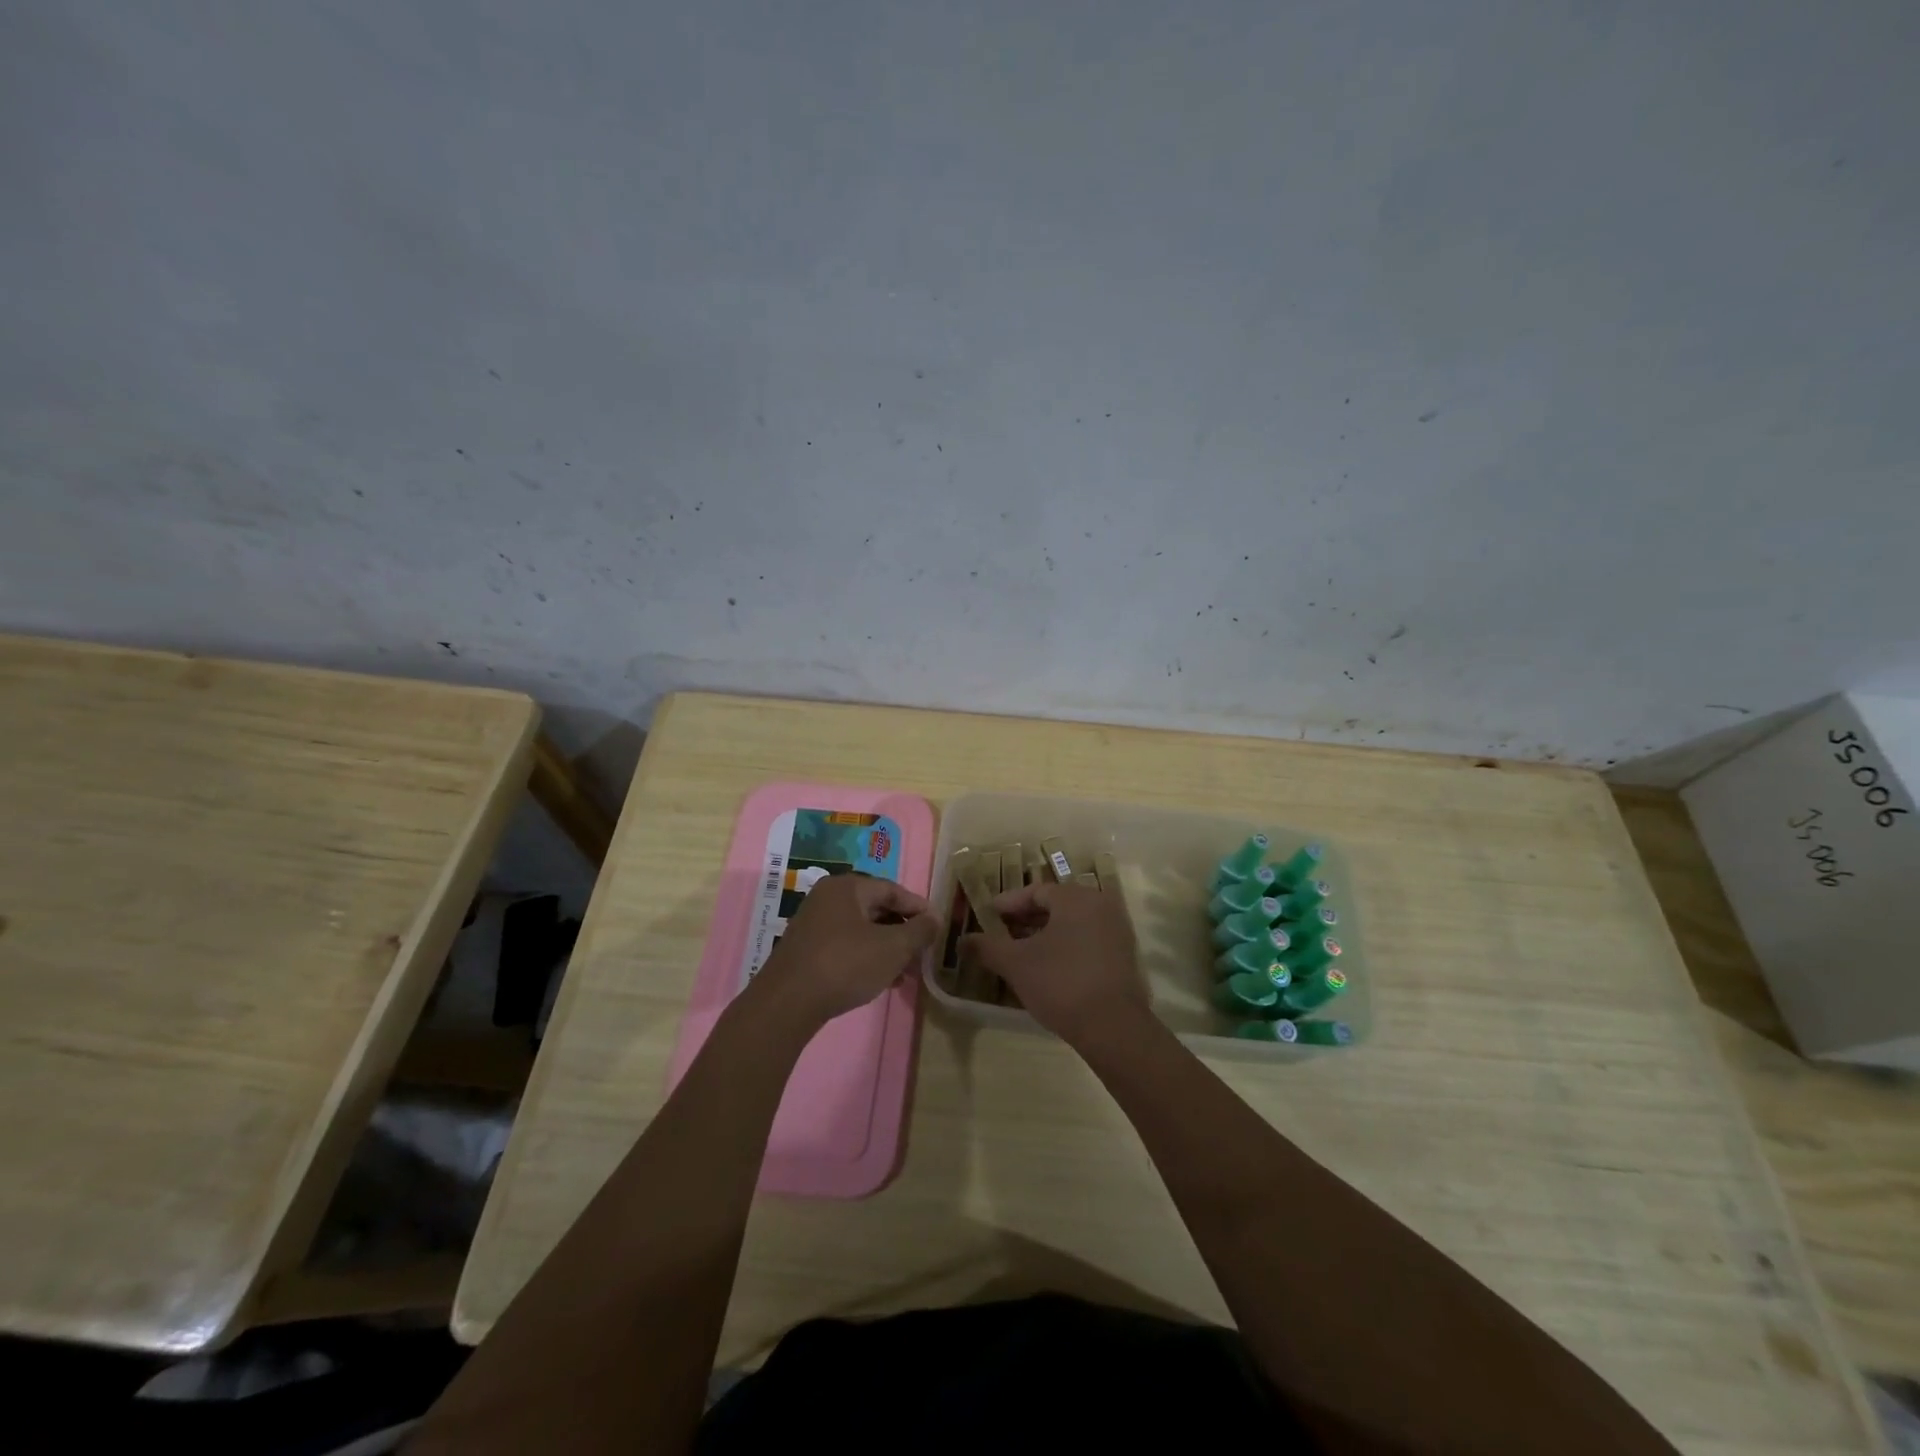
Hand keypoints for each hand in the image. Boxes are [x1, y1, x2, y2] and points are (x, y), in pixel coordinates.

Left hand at [754, 872, 938, 1026]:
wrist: (787, 1003)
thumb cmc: (845, 964)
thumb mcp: (892, 948)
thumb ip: (919, 931)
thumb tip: (935, 918)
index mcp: (847, 887)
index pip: (893, 889)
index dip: (918, 908)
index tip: (938, 927)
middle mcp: (828, 898)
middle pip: (876, 909)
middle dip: (903, 932)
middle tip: (923, 954)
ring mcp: (813, 924)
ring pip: (862, 930)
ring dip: (887, 948)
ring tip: (906, 974)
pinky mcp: (806, 950)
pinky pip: (845, 945)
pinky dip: (866, 958)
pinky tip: (881, 981)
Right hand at [960, 881, 1149, 1046]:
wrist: (1113, 1028)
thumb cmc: (1060, 983)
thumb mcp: (1015, 964)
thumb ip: (986, 947)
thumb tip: (962, 940)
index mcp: (1076, 898)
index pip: (1035, 891)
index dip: (1007, 904)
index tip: (986, 917)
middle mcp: (1100, 905)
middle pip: (1054, 906)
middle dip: (1024, 921)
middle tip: (999, 936)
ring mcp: (1116, 931)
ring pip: (1070, 925)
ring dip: (1042, 936)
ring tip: (1017, 954)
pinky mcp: (1124, 956)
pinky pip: (1086, 941)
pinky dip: (1063, 948)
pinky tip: (1044, 969)